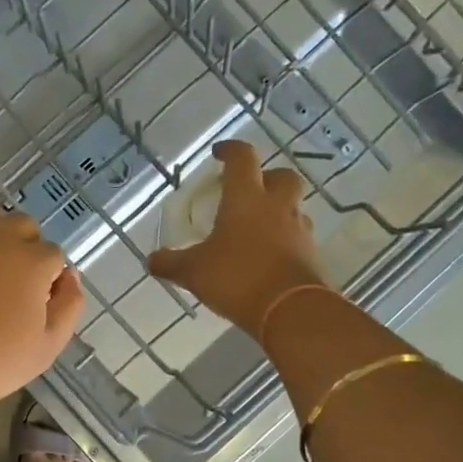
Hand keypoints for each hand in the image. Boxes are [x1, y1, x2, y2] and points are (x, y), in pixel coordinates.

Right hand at [149, 140, 327, 338]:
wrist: (290, 310)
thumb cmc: (237, 278)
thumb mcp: (194, 272)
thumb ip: (171, 263)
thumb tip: (151, 260)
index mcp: (246, 199)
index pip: (242, 159)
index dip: (230, 150)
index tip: (219, 153)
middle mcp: (277, 206)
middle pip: (281, 176)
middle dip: (266, 177)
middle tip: (248, 191)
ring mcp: (298, 229)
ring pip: (292, 207)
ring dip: (277, 210)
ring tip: (257, 228)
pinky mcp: (311, 254)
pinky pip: (298, 236)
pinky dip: (284, 239)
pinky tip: (268, 255)